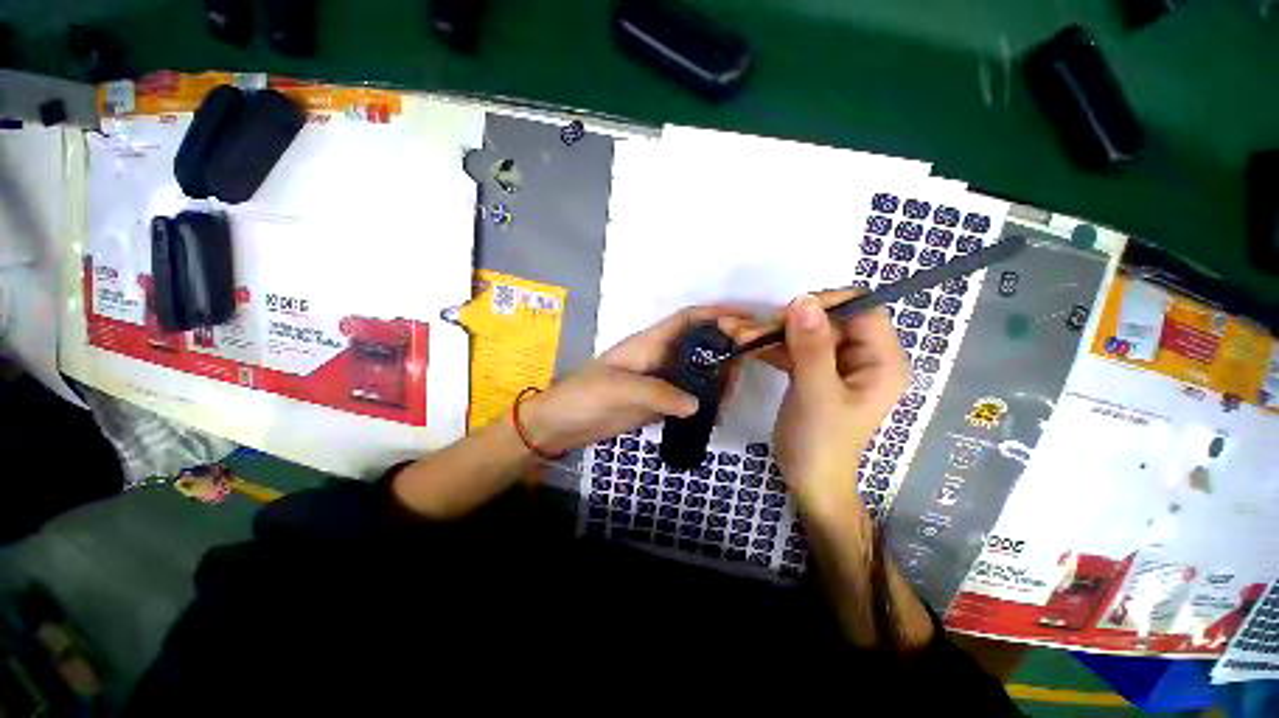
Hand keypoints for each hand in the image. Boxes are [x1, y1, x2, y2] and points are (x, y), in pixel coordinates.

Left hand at [521, 306, 746, 455]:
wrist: (562, 423)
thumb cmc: (584, 396)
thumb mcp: (619, 390)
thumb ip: (659, 394)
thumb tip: (698, 404)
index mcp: (649, 343)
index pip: (687, 319)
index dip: (716, 313)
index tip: (746, 319)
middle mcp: (659, 356)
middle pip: (699, 342)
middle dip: (725, 343)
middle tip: (751, 358)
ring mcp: (660, 379)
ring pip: (697, 368)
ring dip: (718, 373)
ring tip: (737, 387)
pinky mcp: (658, 400)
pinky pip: (688, 394)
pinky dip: (706, 398)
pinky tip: (718, 409)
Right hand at [725, 291, 908, 513]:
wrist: (807, 480)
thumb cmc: (820, 442)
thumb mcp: (816, 393)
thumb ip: (811, 347)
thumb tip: (803, 299)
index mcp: (881, 360)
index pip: (861, 309)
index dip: (825, 304)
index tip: (785, 313)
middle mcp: (862, 356)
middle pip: (825, 320)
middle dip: (784, 321)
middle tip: (745, 328)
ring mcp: (835, 364)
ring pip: (802, 333)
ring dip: (768, 332)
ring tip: (733, 333)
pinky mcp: (813, 371)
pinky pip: (791, 348)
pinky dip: (767, 346)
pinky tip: (742, 344)